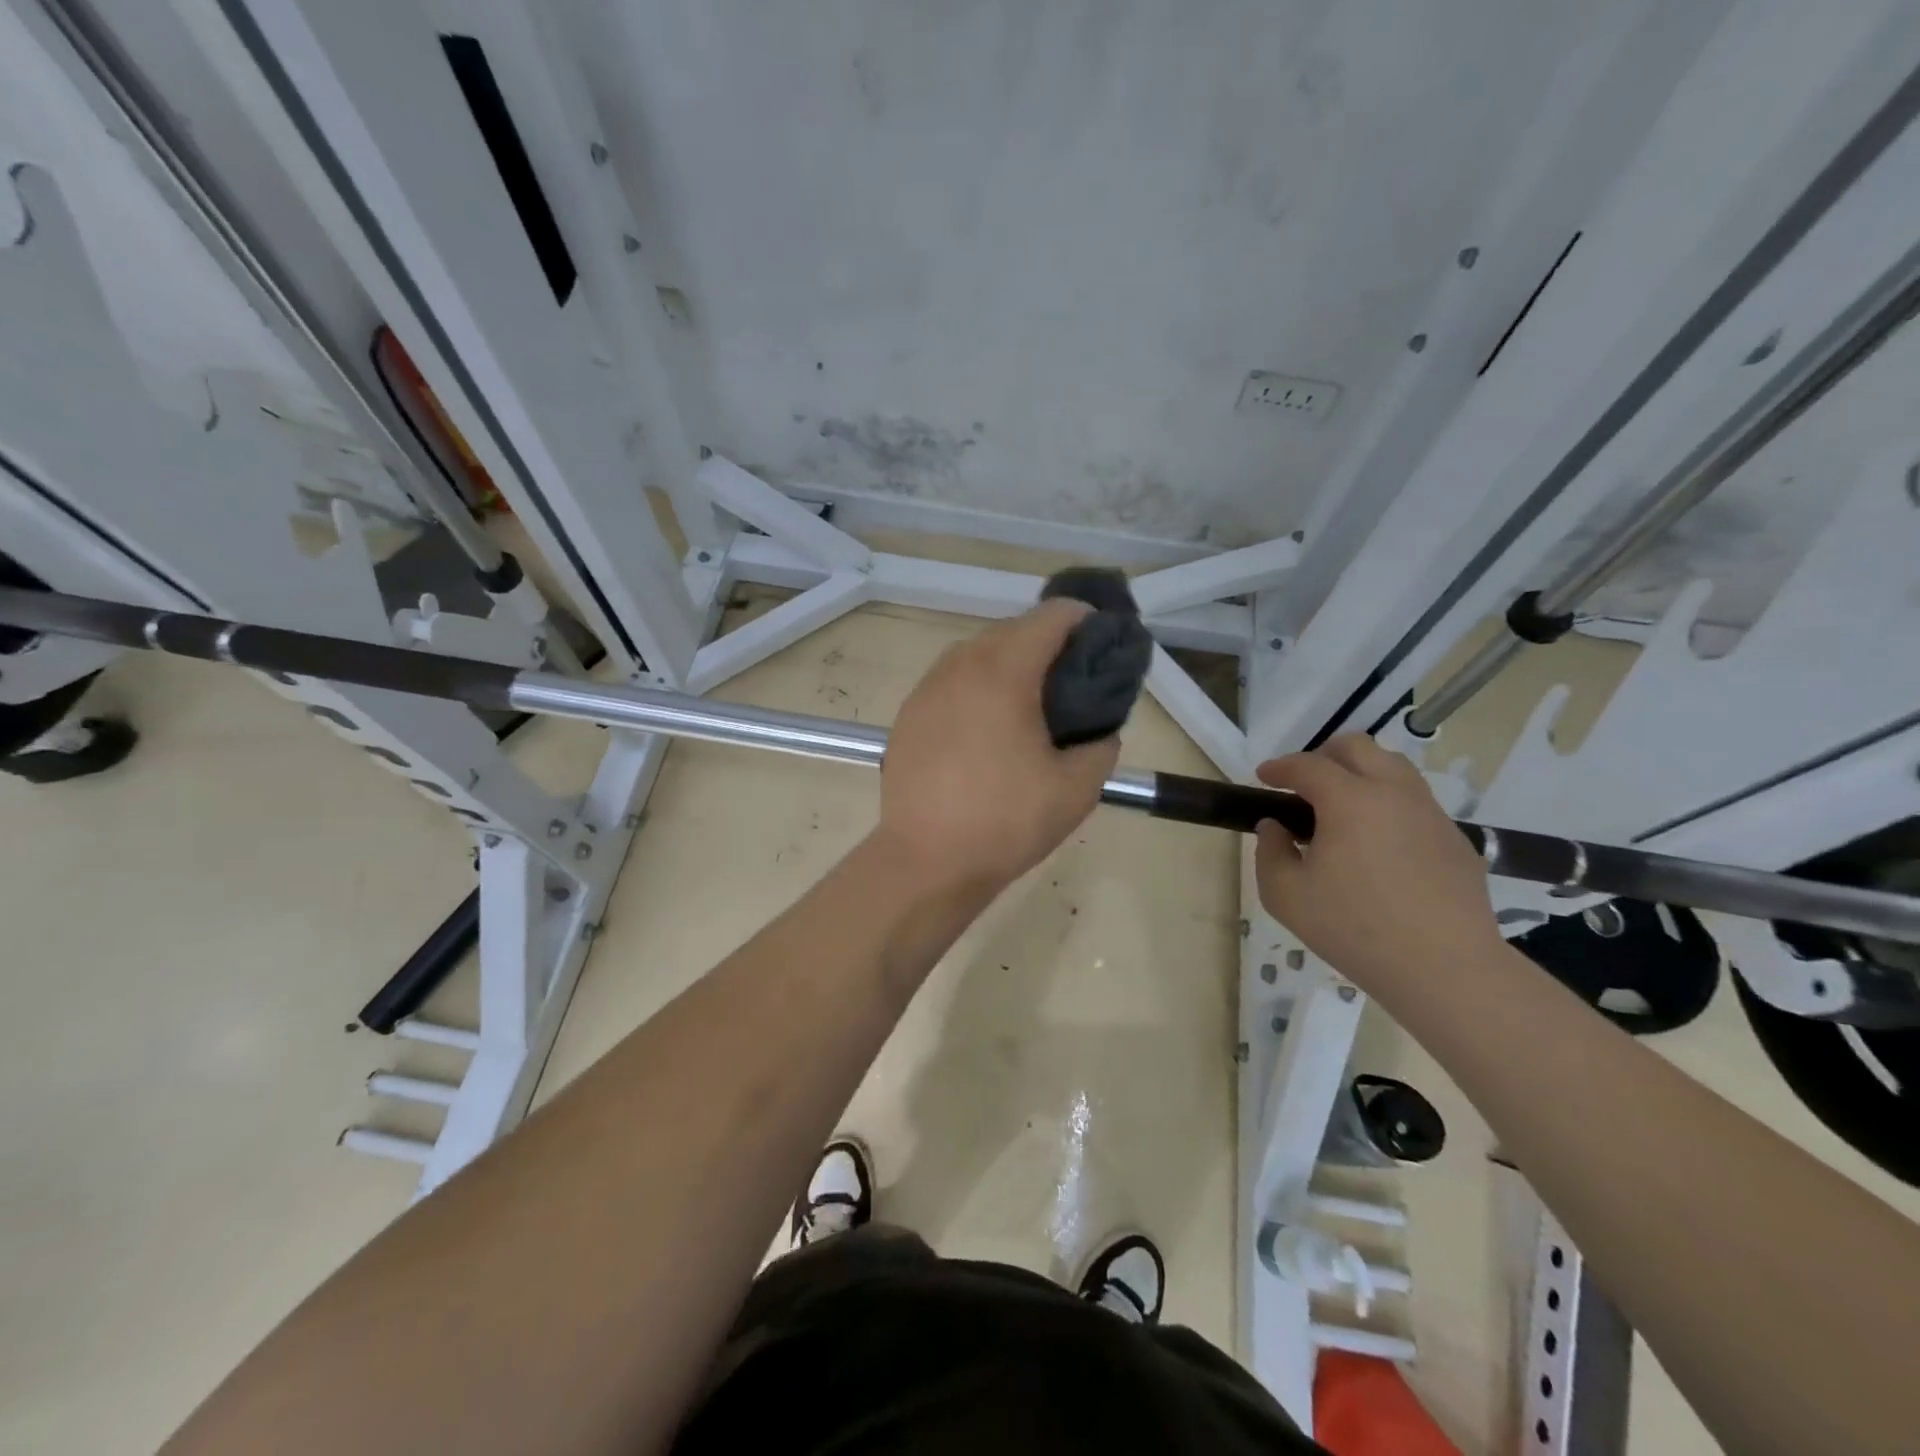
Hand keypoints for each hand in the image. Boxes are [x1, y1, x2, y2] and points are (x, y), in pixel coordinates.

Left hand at [877, 600, 1119, 894]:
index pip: (1051, 616)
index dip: (1085, 621)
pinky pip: (952, 681)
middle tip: (1071, 682)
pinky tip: (987, 728)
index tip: (1102, 648)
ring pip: (977, 653)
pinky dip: (977, 686)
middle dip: (1047, 643)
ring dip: (1009, 663)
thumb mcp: (1077, 789)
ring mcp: (927, 687)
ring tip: (1030, 705)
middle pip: (1012, 629)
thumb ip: (1101, 745)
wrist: (926, 860)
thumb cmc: (1005, 821)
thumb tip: (1099, 730)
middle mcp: (960, 665)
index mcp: (1004, 672)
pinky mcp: (908, 713)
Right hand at [1253, 734, 1502, 990]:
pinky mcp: (1455, 839)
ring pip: (1393, 768)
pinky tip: (1378, 847)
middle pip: (1357, 747)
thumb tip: (1275, 827)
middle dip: (1323, 756)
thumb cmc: (1354, 929)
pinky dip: (1388, 806)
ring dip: (1360, 775)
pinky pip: (1415, 804)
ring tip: (1341, 811)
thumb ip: (1270, 852)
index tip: (1262, 777)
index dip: (1279, 767)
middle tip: (1304, 785)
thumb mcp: (1286, 896)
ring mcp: (1431, 813)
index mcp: (1350, 800)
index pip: (1307, 765)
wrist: (1446, 969)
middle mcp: (1394, 793)